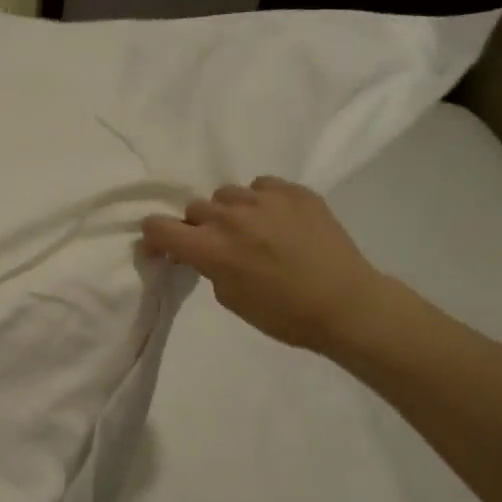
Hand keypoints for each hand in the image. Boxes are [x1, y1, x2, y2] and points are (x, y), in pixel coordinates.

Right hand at [141, 177, 391, 353]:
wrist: (346, 304)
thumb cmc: (282, 314)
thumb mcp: (229, 297)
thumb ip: (208, 266)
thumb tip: (204, 250)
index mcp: (209, 247)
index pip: (158, 226)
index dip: (155, 237)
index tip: (163, 248)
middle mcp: (230, 216)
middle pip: (194, 208)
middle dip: (198, 227)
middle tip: (216, 245)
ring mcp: (264, 199)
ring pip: (227, 194)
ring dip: (229, 212)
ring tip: (249, 230)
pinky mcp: (295, 191)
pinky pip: (261, 186)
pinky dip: (260, 202)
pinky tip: (276, 220)